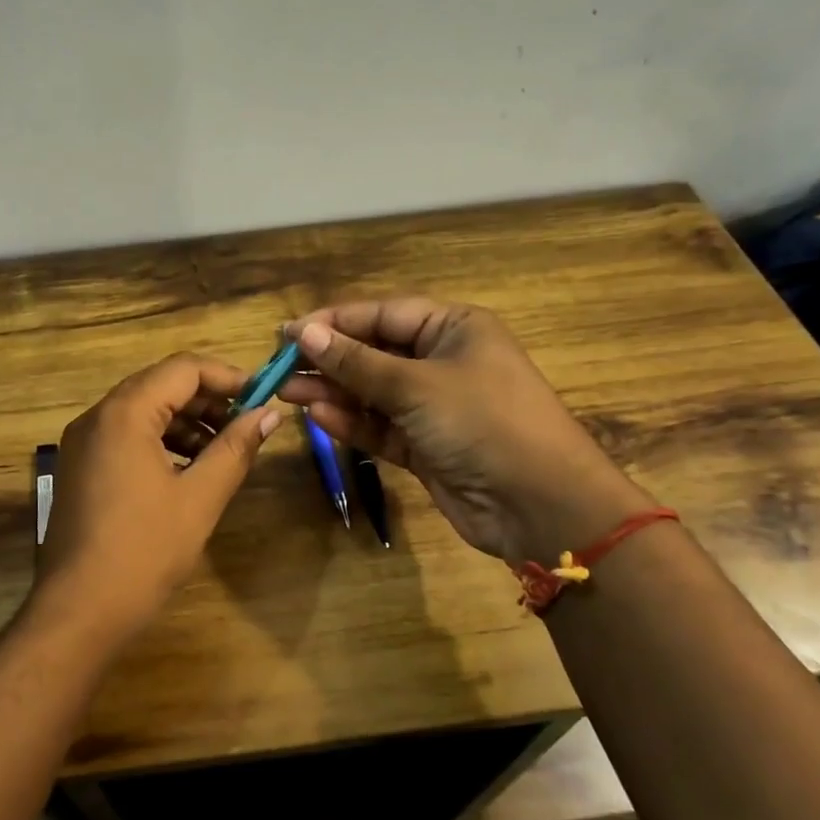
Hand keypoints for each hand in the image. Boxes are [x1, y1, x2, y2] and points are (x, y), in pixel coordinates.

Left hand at [35, 353, 280, 636]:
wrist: (79, 610)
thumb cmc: (144, 551)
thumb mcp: (200, 498)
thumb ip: (235, 449)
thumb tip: (268, 416)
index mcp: (124, 414)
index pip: (182, 369)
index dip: (227, 377)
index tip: (262, 398)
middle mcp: (96, 417)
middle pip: (160, 385)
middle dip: (208, 400)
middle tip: (247, 424)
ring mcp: (82, 443)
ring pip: (142, 411)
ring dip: (185, 422)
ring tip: (223, 450)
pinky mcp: (79, 468)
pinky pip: (125, 436)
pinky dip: (160, 441)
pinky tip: (188, 470)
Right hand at [278, 298, 649, 562]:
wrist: (539, 504)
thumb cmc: (482, 421)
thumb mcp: (415, 385)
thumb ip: (356, 362)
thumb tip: (304, 334)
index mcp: (454, 328)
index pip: (382, 314)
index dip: (334, 322)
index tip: (288, 333)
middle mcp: (443, 361)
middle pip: (374, 353)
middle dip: (328, 360)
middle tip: (279, 368)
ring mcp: (434, 406)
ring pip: (372, 392)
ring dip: (332, 392)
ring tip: (286, 392)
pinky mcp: (425, 446)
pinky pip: (380, 427)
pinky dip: (352, 422)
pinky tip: (318, 416)